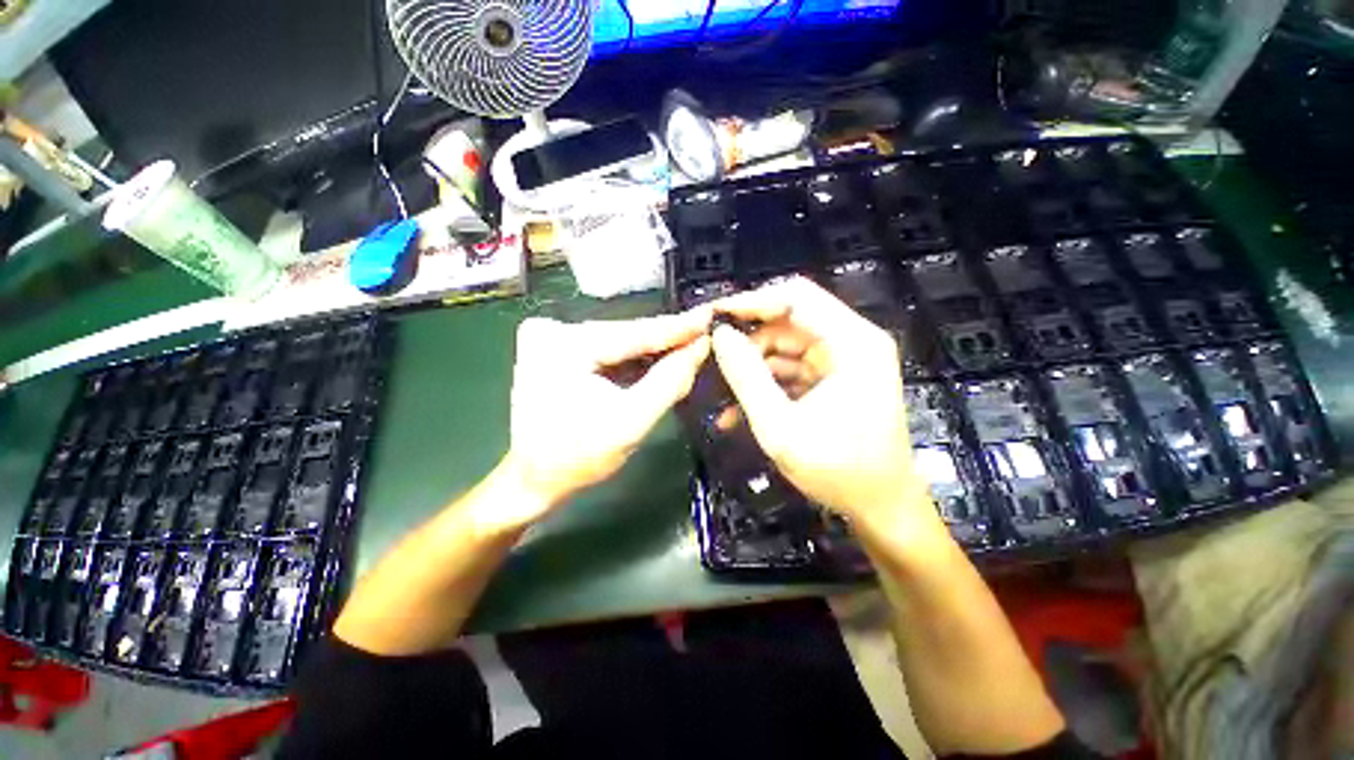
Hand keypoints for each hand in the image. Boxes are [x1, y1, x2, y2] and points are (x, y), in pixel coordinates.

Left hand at [498, 311, 710, 529]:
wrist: (533, 479)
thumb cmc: (578, 459)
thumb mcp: (631, 424)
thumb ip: (669, 383)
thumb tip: (701, 347)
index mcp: (565, 345)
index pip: (636, 332)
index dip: (680, 327)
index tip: (713, 314)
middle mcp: (553, 330)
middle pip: (628, 333)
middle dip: (669, 338)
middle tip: (708, 332)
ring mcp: (551, 338)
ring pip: (620, 340)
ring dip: (655, 348)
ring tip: (692, 343)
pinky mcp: (555, 349)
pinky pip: (608, 349)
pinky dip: (635, 357)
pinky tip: (661, 357)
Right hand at [710, 277, 940, 537]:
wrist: (881, 509)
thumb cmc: (839, 470)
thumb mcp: (781, 426)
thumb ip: (747, 377)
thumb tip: (720, 336)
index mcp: (851, 342)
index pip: (796, 296)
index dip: (752, 301)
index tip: (715, 319)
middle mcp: (850, 342)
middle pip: (786, 323)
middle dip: (747, 345)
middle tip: (713, 365)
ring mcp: (841, 362)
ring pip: (782, 348)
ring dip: (751, 370)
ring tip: (721, 395)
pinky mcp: (831, 380)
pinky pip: (789, 371)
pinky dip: (764, 386)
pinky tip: (736, 413)